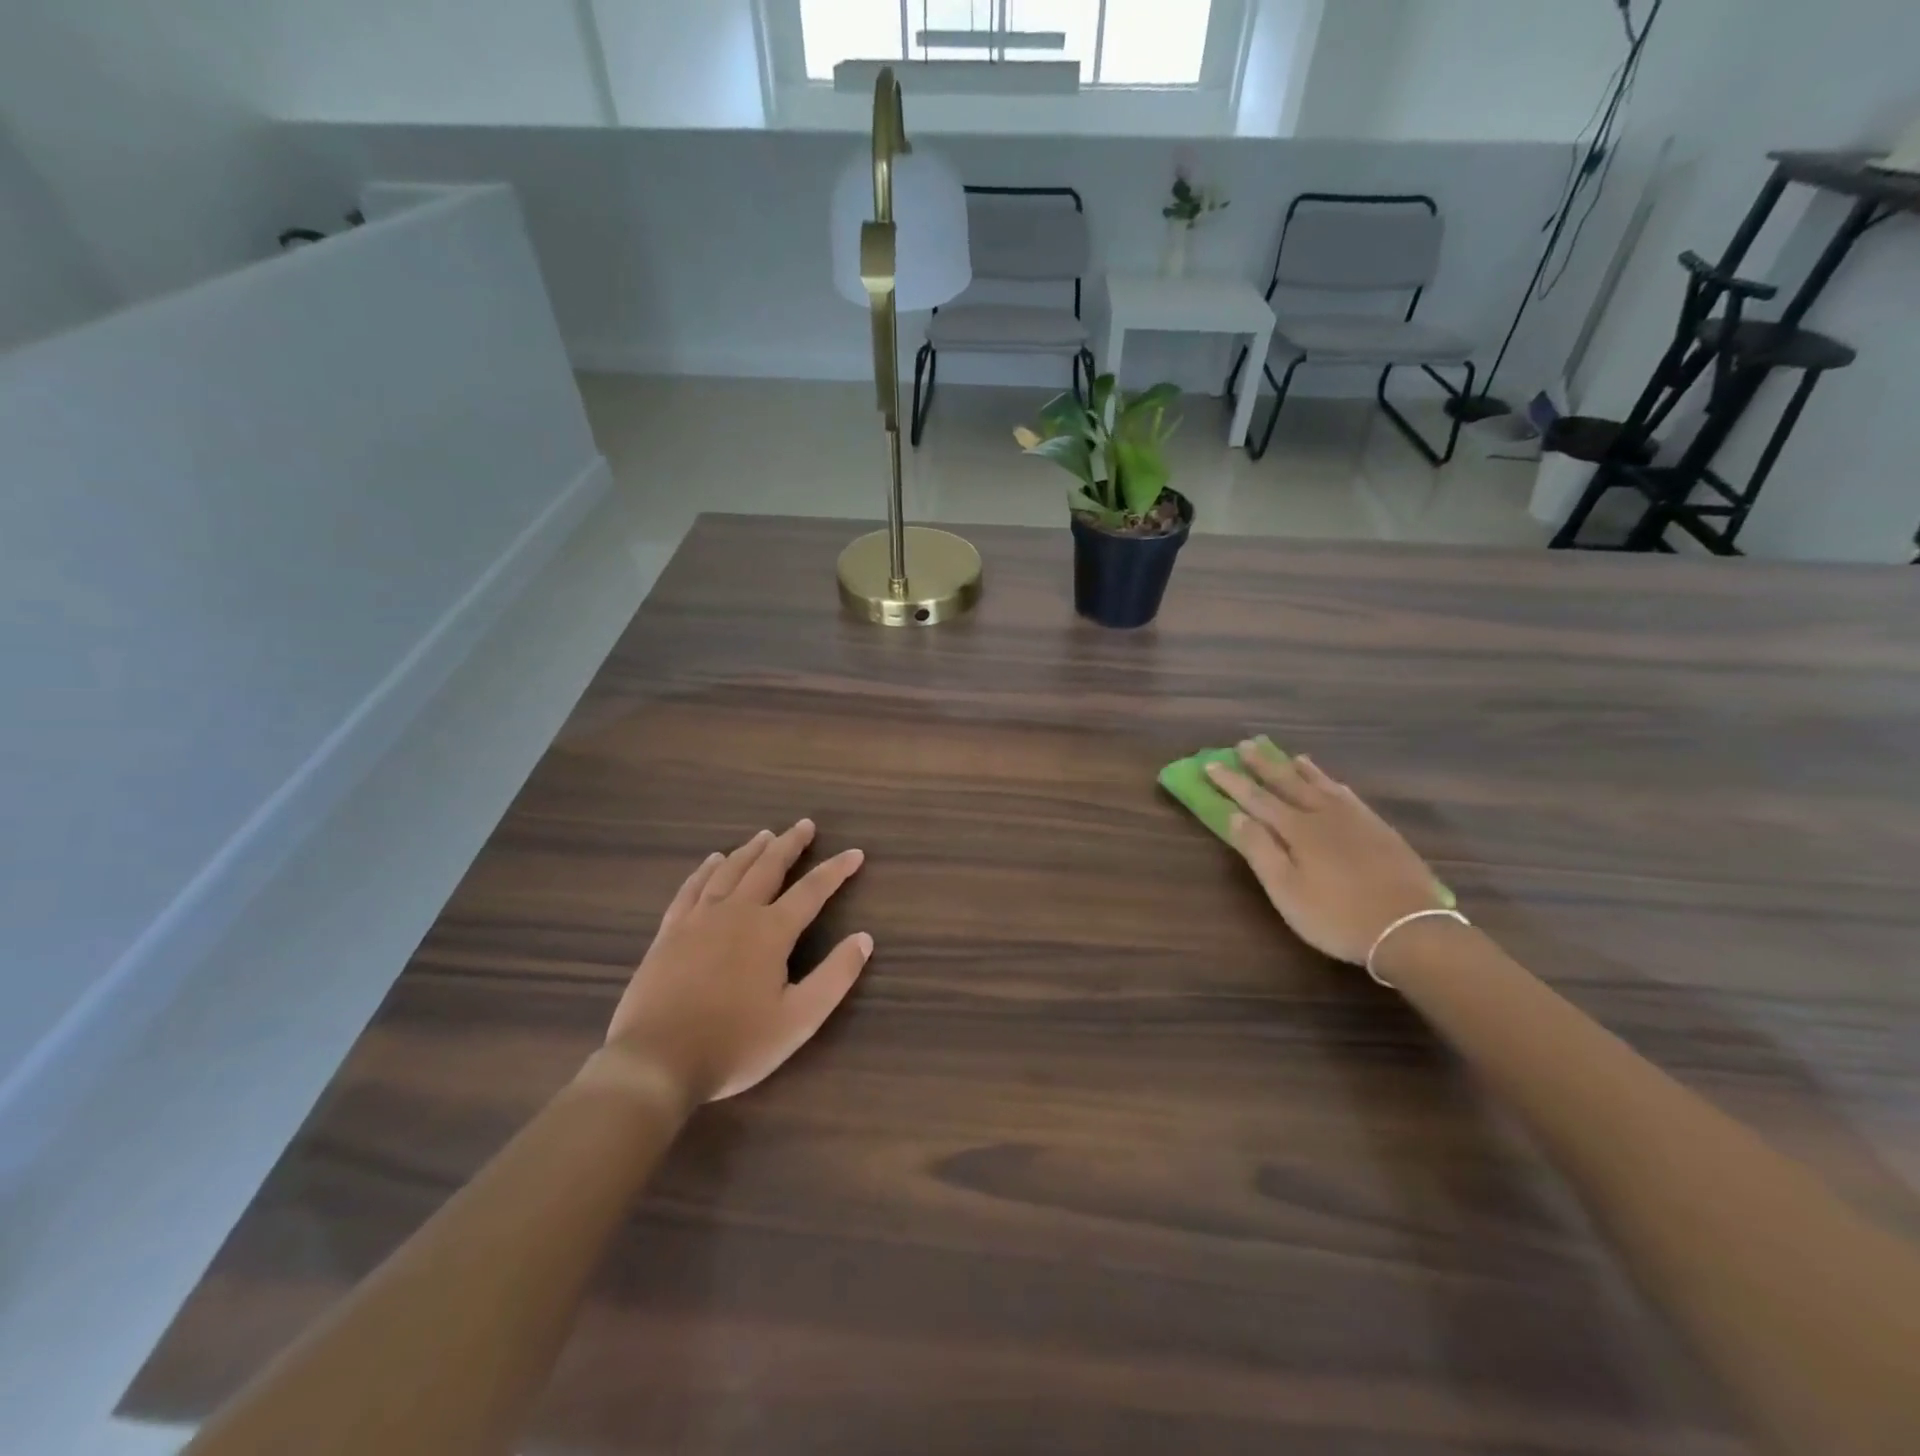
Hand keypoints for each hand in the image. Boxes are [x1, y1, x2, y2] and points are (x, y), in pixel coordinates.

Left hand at [593, 821, 871, 1106]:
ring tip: (765, 835)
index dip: (836, 870)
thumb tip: (864, 939)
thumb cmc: (735, 1045)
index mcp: (771, 932)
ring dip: (751, 850)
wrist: (656, 1062)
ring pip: (729, 871)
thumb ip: (835, 977)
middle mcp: (736, 913)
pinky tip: (712, 860)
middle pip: (768, 867)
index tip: (855, 853)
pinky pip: (691, 888)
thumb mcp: (799, 1020)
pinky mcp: (670, 932)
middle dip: (790, 844)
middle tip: (805, 825)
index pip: (812, 891)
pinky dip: (705, 870)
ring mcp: (698, 919)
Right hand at [1207, 744, 1443, 965]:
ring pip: (1321, 784)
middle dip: (1263, 764)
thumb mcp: (1286, 891)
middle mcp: (1324, 814)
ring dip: (1299, 768)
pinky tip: (1333, 783)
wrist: (1410, 929)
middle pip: (1288, 782)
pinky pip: (1348, 794)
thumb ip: (1260, 850)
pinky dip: (1332, 783)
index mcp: (1297, 829)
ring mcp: (1355, 819)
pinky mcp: (1379, 829)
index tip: (1211, 764)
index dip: (1232, 781)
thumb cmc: (1336, 916)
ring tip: (1288, 755)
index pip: (1256, 798)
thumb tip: (1235, 815)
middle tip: (1245, 744)